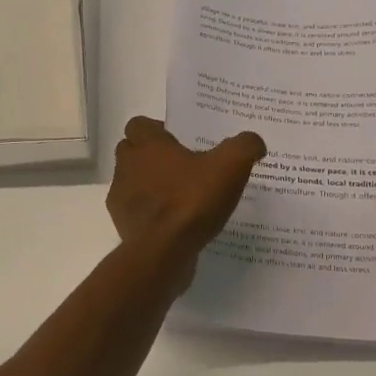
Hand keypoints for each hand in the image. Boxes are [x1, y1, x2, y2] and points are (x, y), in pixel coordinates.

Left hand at [108, 117, 265, 273]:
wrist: (163, 251)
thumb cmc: (191, 200)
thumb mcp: (231, 166)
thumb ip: (244, 147)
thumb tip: (254, 142)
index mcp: (148, 145)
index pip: (139, 125)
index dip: (156, 129)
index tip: (179, 141)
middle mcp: (127, 167)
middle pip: (131, 152)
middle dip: (150, 156)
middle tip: (181, 166)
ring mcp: (121, 198)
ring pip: (132, 182)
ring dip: (149, 185)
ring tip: (180, 196)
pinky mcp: (123, 225)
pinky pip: (136, 212)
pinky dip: (151, 214)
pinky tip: (175, 223)